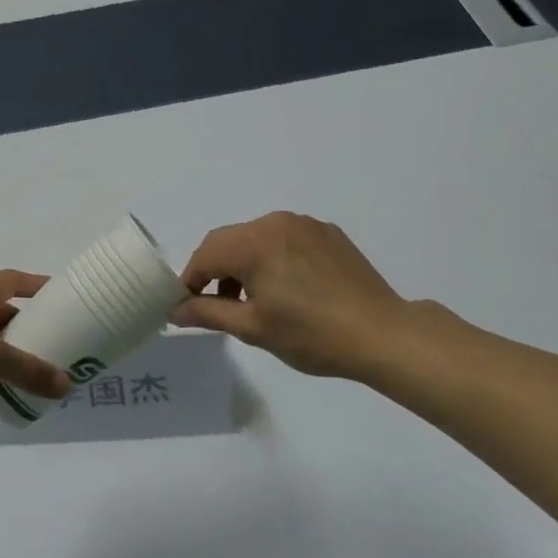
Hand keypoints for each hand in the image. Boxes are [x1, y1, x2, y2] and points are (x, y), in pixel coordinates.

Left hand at [0, 271, 72, 440]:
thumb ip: (30, 370)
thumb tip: (67, 385)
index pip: (10, 280)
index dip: (37, 285)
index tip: (63, 296)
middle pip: (1, 314)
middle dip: (29, 327)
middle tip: (60, 342)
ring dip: (12, 358)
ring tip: (43, 373)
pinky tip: (11, 398)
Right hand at [172, 212, 433, 381]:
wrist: (382, 334)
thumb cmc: (312, 335)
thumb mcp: (253, 328)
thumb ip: (209, 312)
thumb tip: (175, 311)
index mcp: (254, 243)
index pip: (206, 254)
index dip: (190, 279)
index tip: (187, 305)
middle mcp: (276, 223)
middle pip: (229, 240)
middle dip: (215, 269)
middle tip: (217, 304)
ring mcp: (305, 224)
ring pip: (256, 237)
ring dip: (243, 262)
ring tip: (252, 299)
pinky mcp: (327, 233)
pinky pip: (285, 237)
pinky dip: (272, 257)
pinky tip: (287, 288)